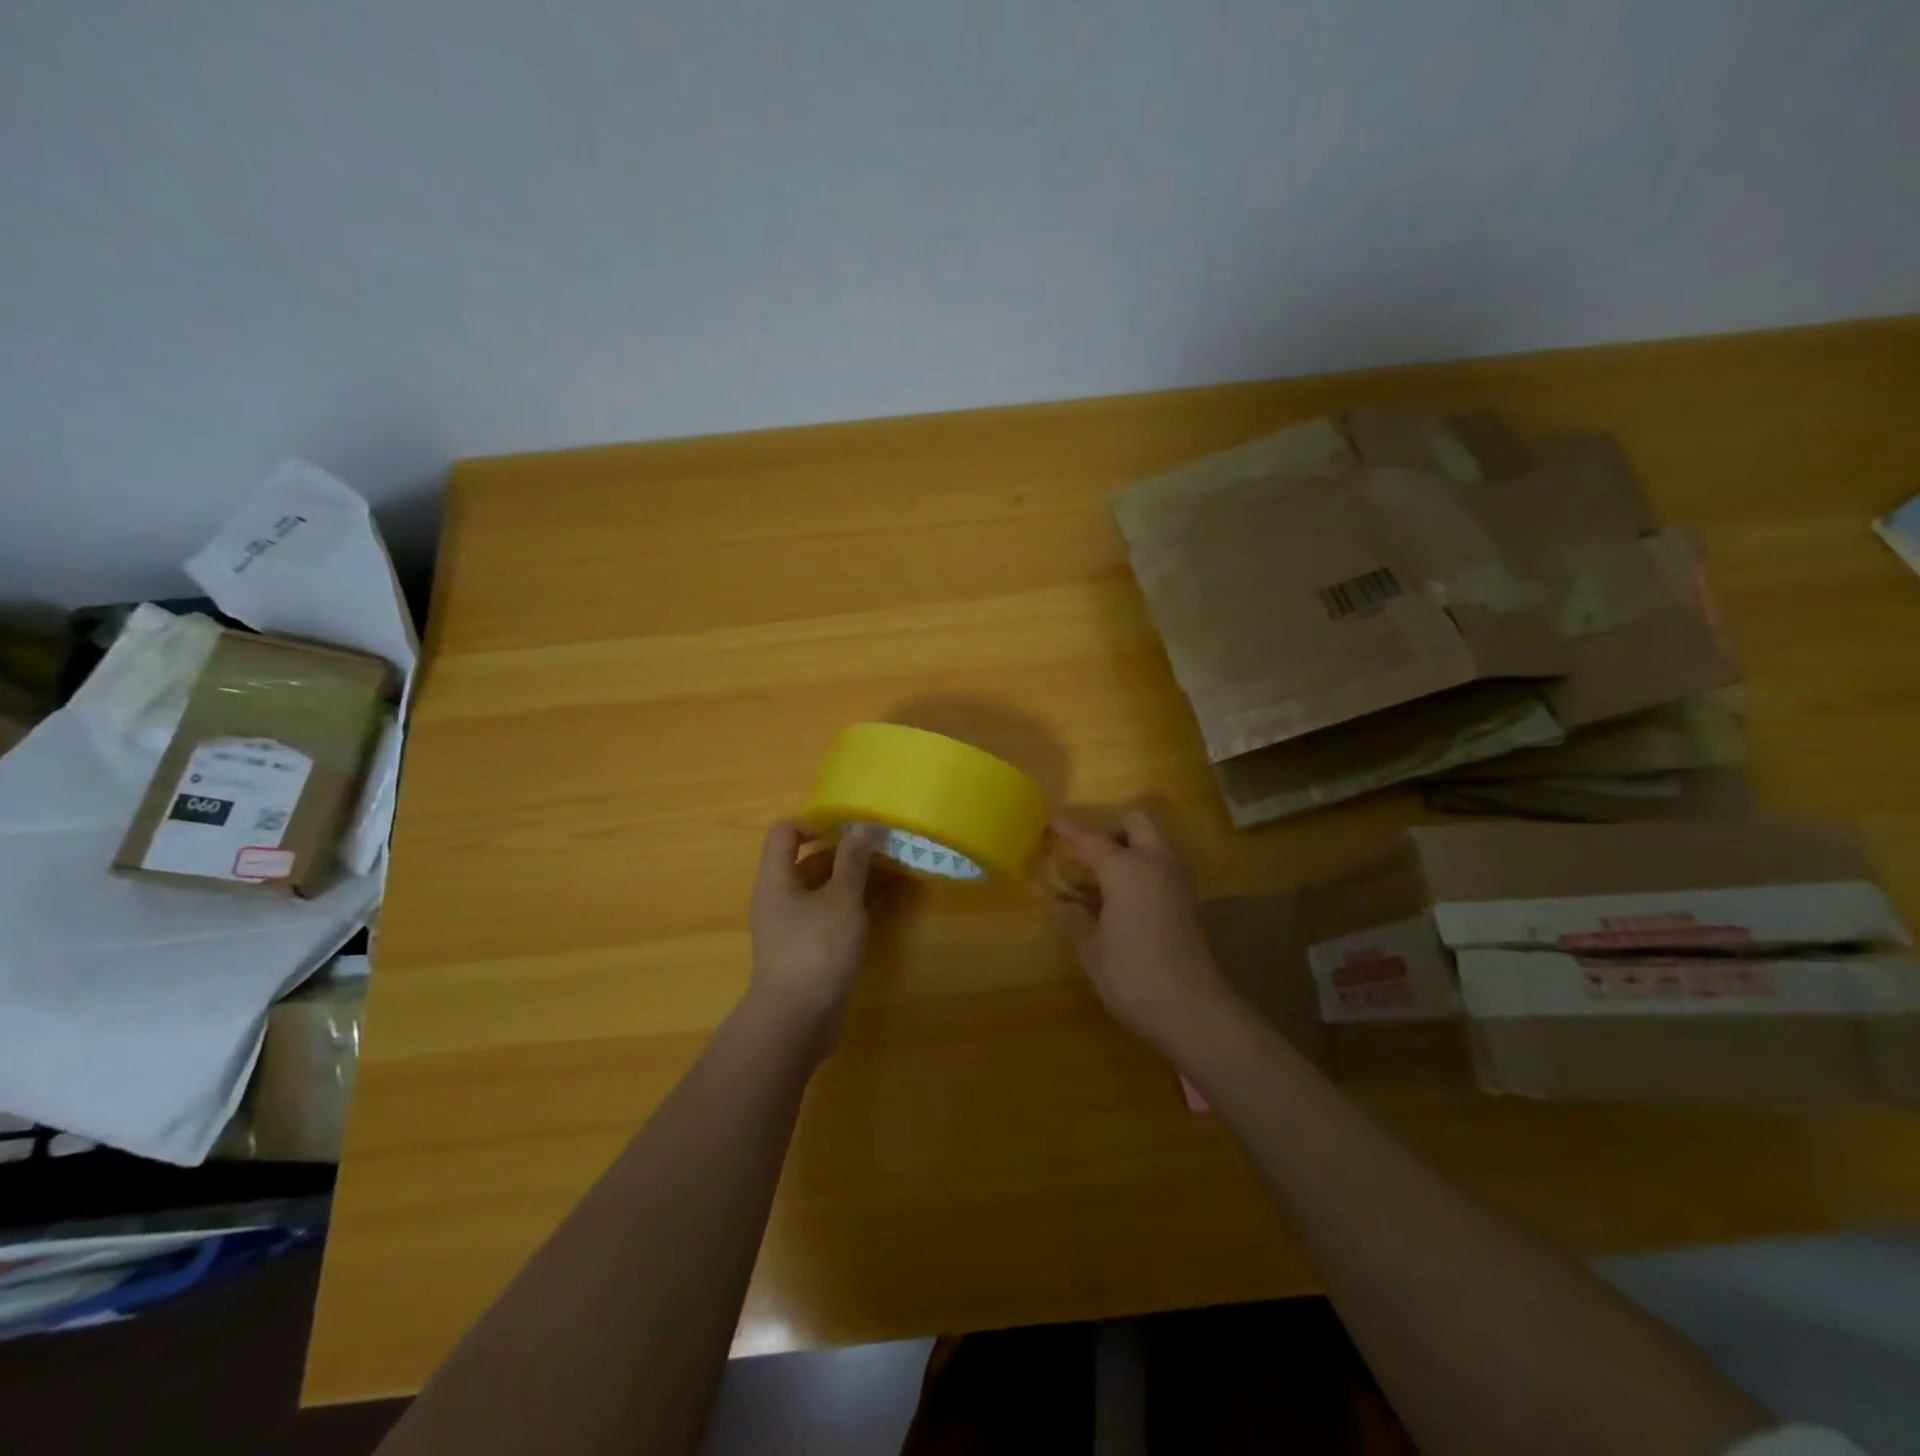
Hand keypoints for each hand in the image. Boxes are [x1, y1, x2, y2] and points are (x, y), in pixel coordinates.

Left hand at [747, 820, 882, 1055]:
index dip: (815, 822)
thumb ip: (854, 860)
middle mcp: (780, 897)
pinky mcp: (807, 948)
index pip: (786, 832)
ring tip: (890, 873)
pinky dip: (851, 906)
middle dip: (844, 852)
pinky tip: (880, 906)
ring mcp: (792, 925)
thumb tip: (865, 824)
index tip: (851, 828)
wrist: (796, 1021)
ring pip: (822, 889)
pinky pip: (828, 915)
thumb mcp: (841, 899)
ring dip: (852, 879)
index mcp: (777, 878)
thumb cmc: (816, 950)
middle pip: (808, 860)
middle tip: (883, 848)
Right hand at [1050, 810, 1237, 1049]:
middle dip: (1111, 830)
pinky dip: (1142, 873)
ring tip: (1100, 885)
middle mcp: (1157, 863)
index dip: (1068, 831)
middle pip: (1137, 823)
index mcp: (1127, 867)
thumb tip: (1062, 904)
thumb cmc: (1133, 975)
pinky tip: (1121, 904)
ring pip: (1154, 844)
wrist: (1193, 1011)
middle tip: (1088, 857)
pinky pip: (1162, 869)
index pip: (1091, 840)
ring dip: (1130, 851)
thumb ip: (1074, 919)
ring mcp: (1179, 882)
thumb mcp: (1091, 949)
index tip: (1051, 822)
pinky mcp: (1190, 903)